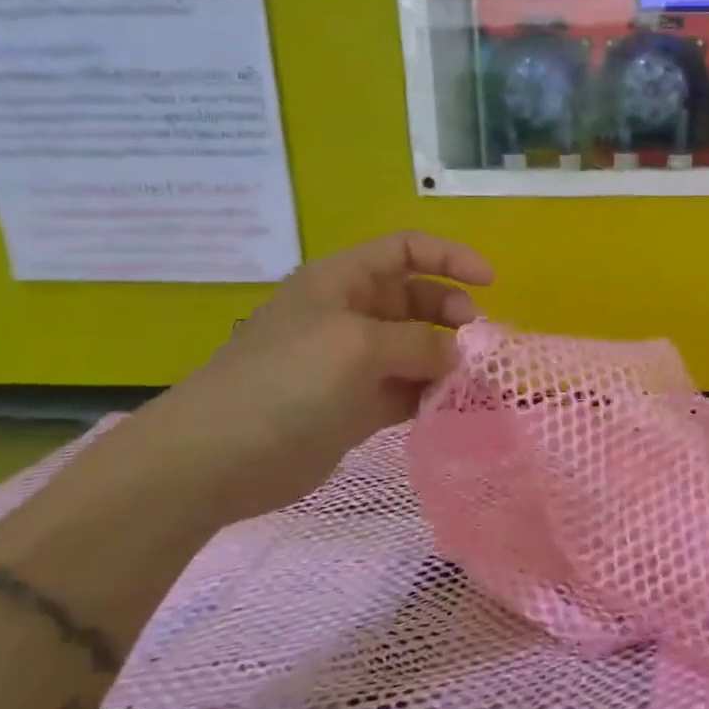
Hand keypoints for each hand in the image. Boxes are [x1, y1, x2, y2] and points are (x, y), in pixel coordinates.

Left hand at [119, 231, 492, 525]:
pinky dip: (432, 395)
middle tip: (478, 343)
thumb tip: (457, 356)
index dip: (450, 257)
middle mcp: (351, 314)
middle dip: (453, 314)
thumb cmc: (287, 382)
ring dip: (449, 359)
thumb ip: (420, 342)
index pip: (406, 250)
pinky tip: (453, 407)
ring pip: (418, 348)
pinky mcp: (357, 405)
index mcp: (343, 282)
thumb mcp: (359, 346)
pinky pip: (408, 390)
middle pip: (418, 299)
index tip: (490, 283)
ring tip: (475, 381)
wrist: (218, 458)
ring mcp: (354, 362)